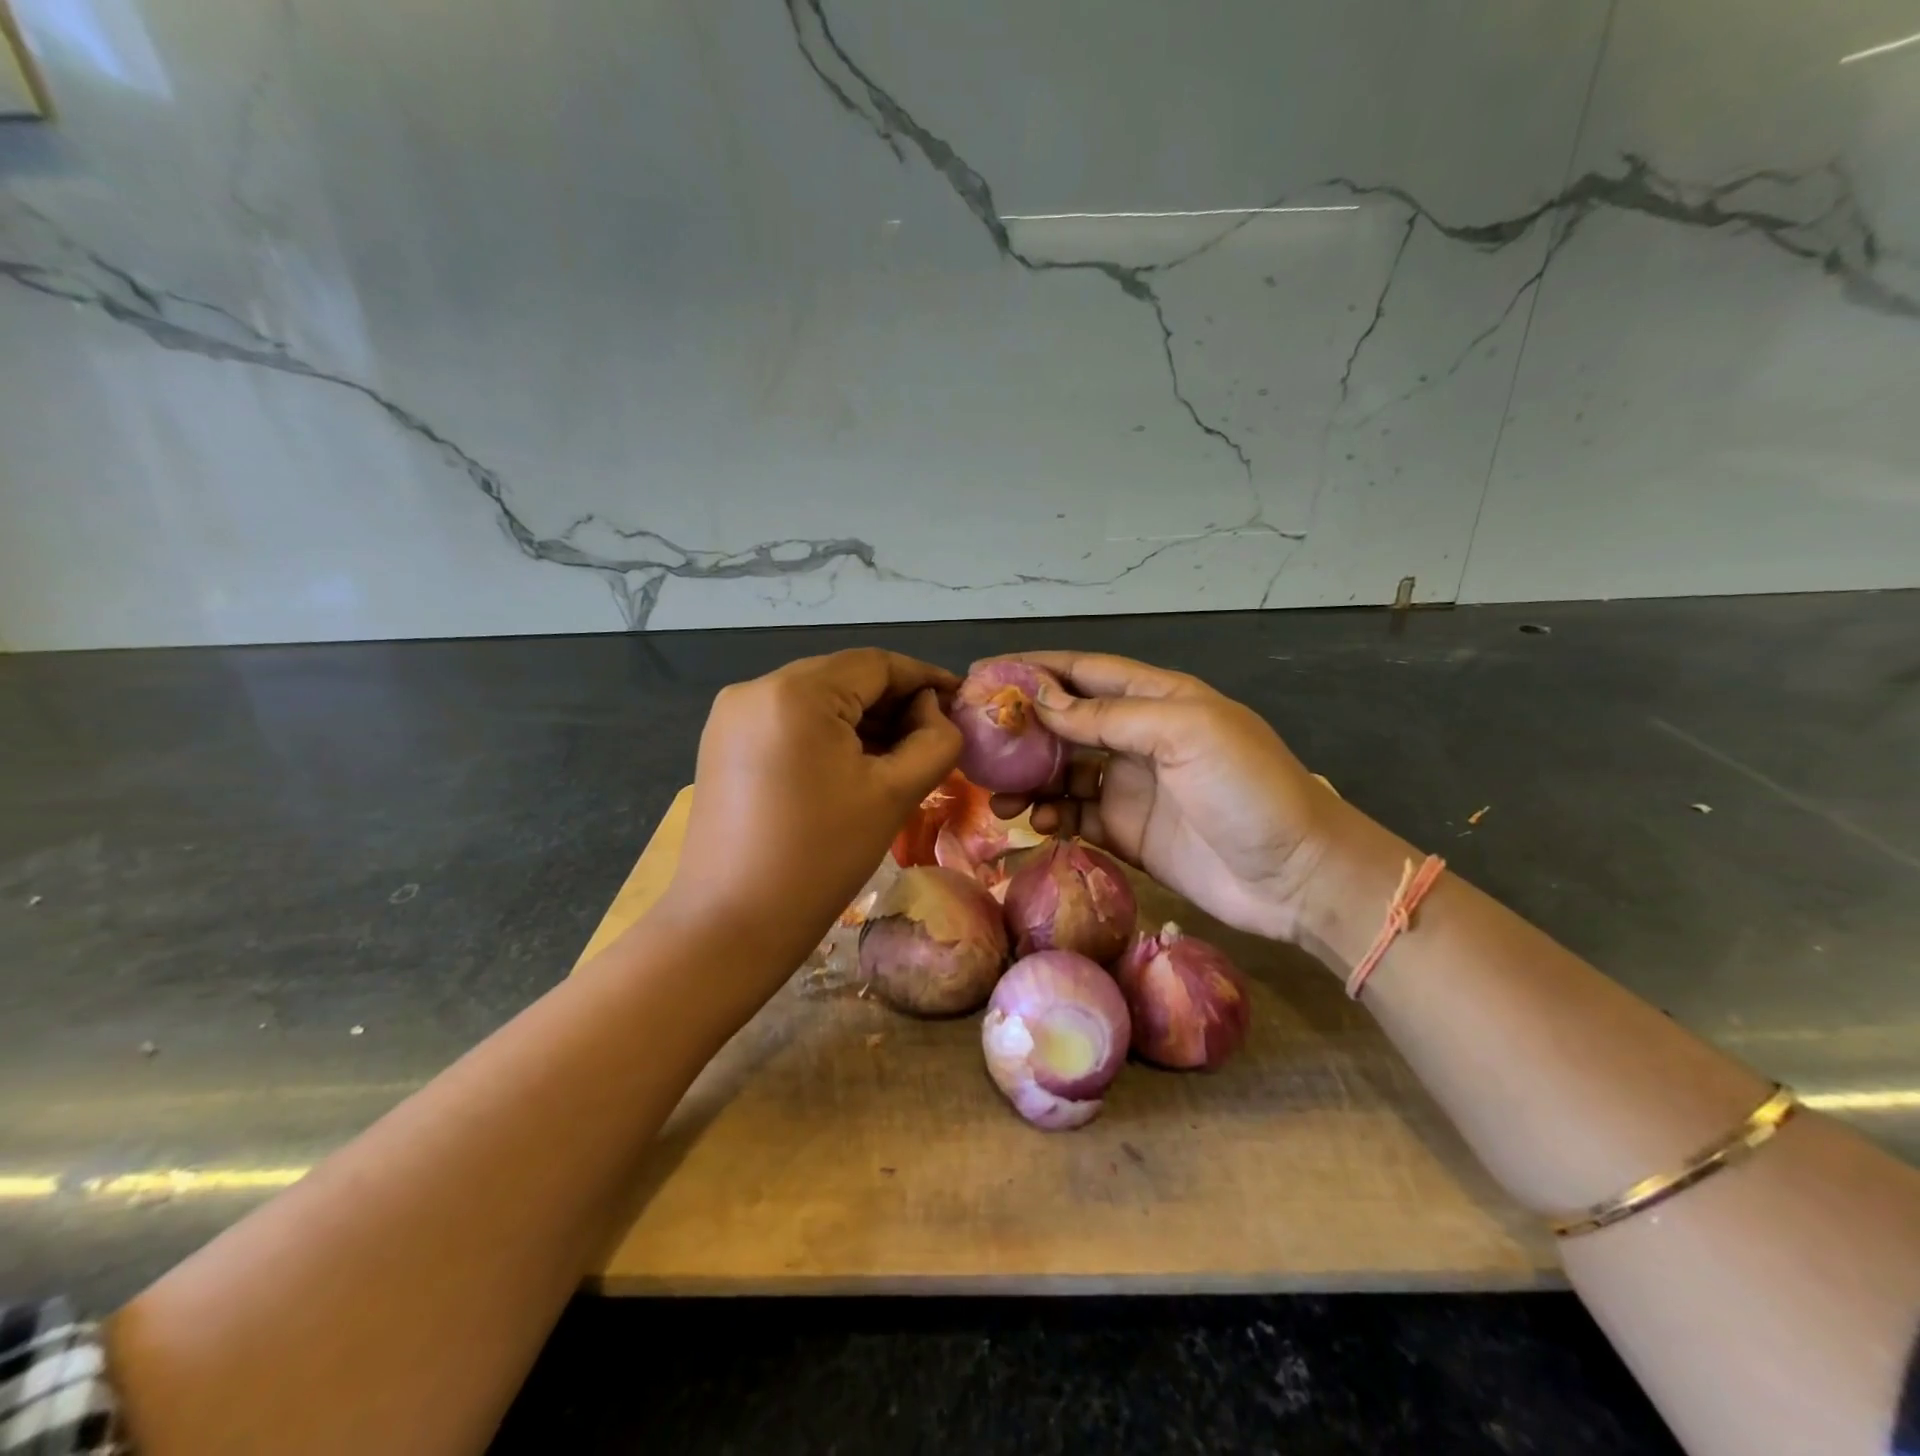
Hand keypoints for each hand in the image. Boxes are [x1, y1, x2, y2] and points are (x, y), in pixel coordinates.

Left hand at [663, 649, 961, 993]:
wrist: (731, 926)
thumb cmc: (821, 858)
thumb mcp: (894, 795)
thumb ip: (933, 740)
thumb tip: (932, 711)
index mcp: (796, 692)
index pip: (875, 664)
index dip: (924, 678)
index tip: (960, 699)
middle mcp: (756, 688)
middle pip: (843, 678)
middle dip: (894, 702)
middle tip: (935, 733)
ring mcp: (732, 716)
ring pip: (816, 700)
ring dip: (862, 720)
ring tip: (902, 753)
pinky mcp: (723, 744)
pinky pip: (789, 722)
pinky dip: (827, 734)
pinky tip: (855, 765)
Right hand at [984, 652, 1340, 942]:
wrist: (1296, 876)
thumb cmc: (1246, 789)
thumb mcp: (1183, 733)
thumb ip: (1108, 716)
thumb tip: (1041, 701)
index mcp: (1157, 699)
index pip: (1084, 672)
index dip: (1035, 670)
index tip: (983, 675)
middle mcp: (1139, 738)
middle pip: (1066, 723)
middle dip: (1022, 729)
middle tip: (976, 743)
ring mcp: (1131, 788)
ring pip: (1063, 773)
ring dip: (1029, 780)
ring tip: (999, 797)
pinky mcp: (1128, 834)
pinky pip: (1076, 817)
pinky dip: (1051, 817)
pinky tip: (1036, 824)